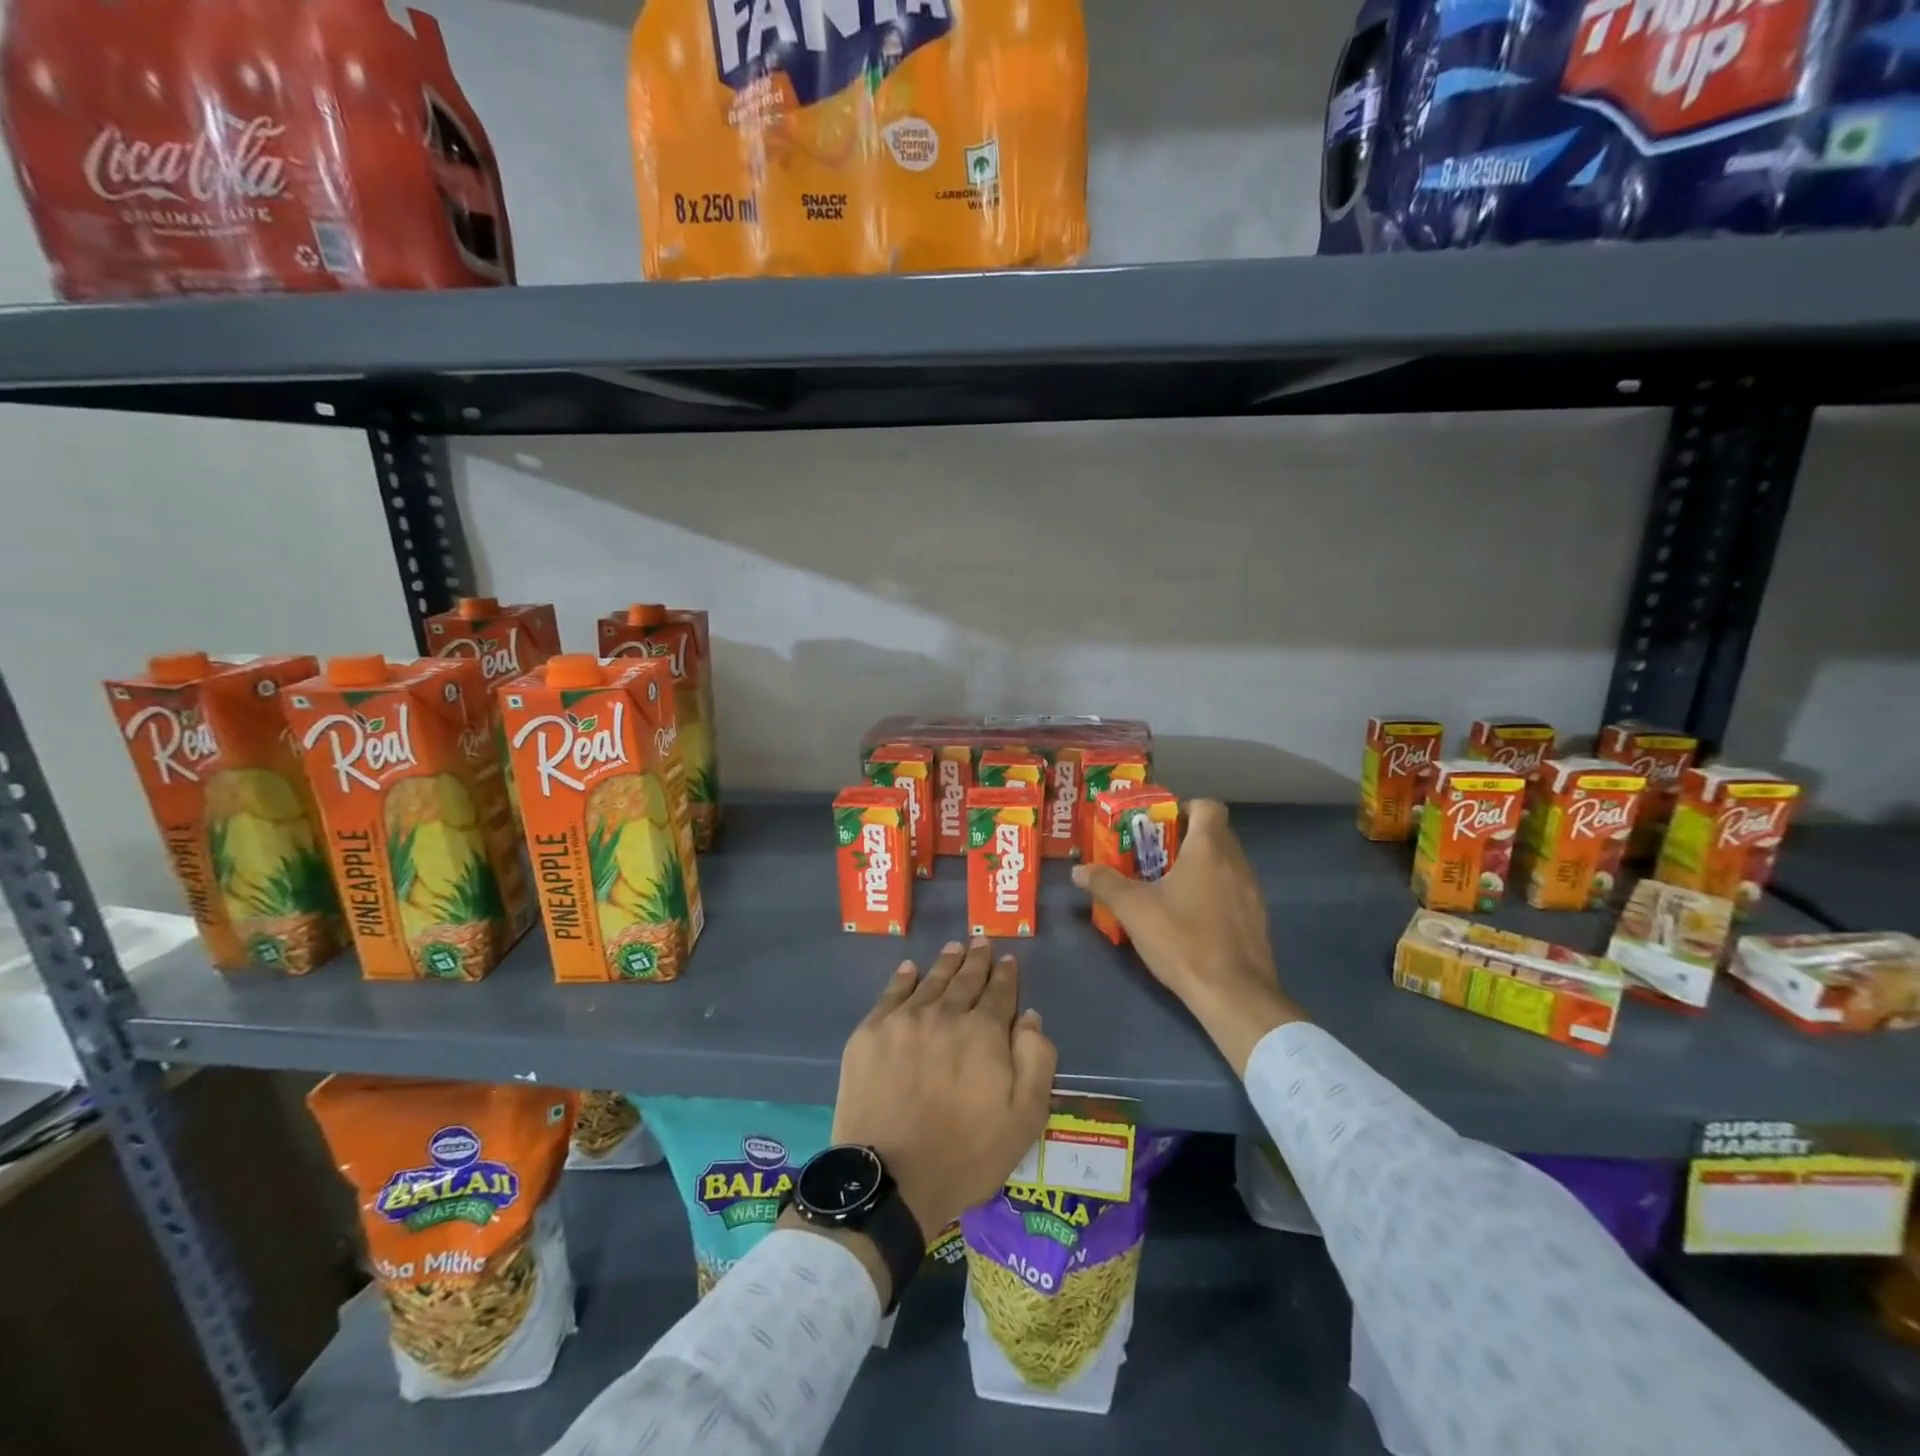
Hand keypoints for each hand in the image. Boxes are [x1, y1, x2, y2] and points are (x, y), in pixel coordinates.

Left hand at [832, 939, 1056, 1238]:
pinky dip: (903, 978)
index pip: (999, 993)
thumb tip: (1029, 1017)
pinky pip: (891, 994)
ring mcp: (903, 1021)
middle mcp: (944, 1014)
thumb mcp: (1024, 1119)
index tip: (1007, 960)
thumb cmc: (965, 1155)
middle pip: (964, 980)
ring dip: (946, 963)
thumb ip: (1036, 1061)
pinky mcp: (870, 1033)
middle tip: (981, 942)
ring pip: (930, 981)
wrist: (890, 1180)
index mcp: (983, 1033)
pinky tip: (910, 969)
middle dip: (976, 960)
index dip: (1005, 975)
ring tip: (954, 948)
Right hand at [1072, 799, 1303, 1074]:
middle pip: (1215, 833)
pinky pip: (1234, 889)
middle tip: (1153, 856)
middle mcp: (1236, 862)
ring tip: (1169, 886)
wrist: (1234, 994)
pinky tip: (1192, 916)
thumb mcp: (1133, 910)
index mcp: (1209, 849)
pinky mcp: (1257, 918)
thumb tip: (1078, 870)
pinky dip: (1215, 891)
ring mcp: (1252, 891)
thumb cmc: (1182, 940)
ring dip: (1201, 866)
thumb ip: (1106, 884)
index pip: (1208, 807)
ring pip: (1226, 863)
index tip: (1160, 826)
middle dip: (1185, 839)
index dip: (1184, 809)